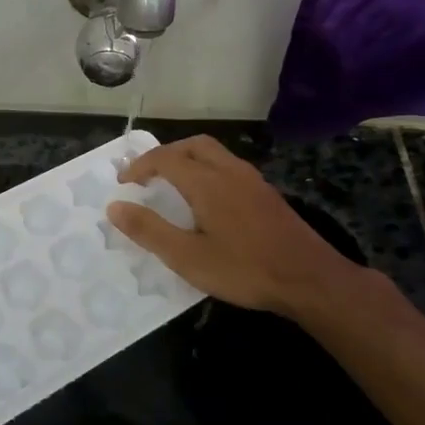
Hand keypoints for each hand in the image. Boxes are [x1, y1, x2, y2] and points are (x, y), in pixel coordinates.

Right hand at [107, 135, 367, 321]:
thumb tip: (115, 207)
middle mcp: (229, 171)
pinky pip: (230, 168)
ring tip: (173, 184)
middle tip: (148, 176)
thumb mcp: (187, 257)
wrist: (310, 279)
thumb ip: (149, 230)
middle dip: (166, 154)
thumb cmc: (244, 269)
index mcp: (207, 182)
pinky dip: (208, 170)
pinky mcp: (267, 195)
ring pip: (215, 153)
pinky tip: (208, 201)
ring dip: (189, 160)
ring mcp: (253, 181)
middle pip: (193, 145)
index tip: (124, 183)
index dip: (140, 166)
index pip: (165, 158)